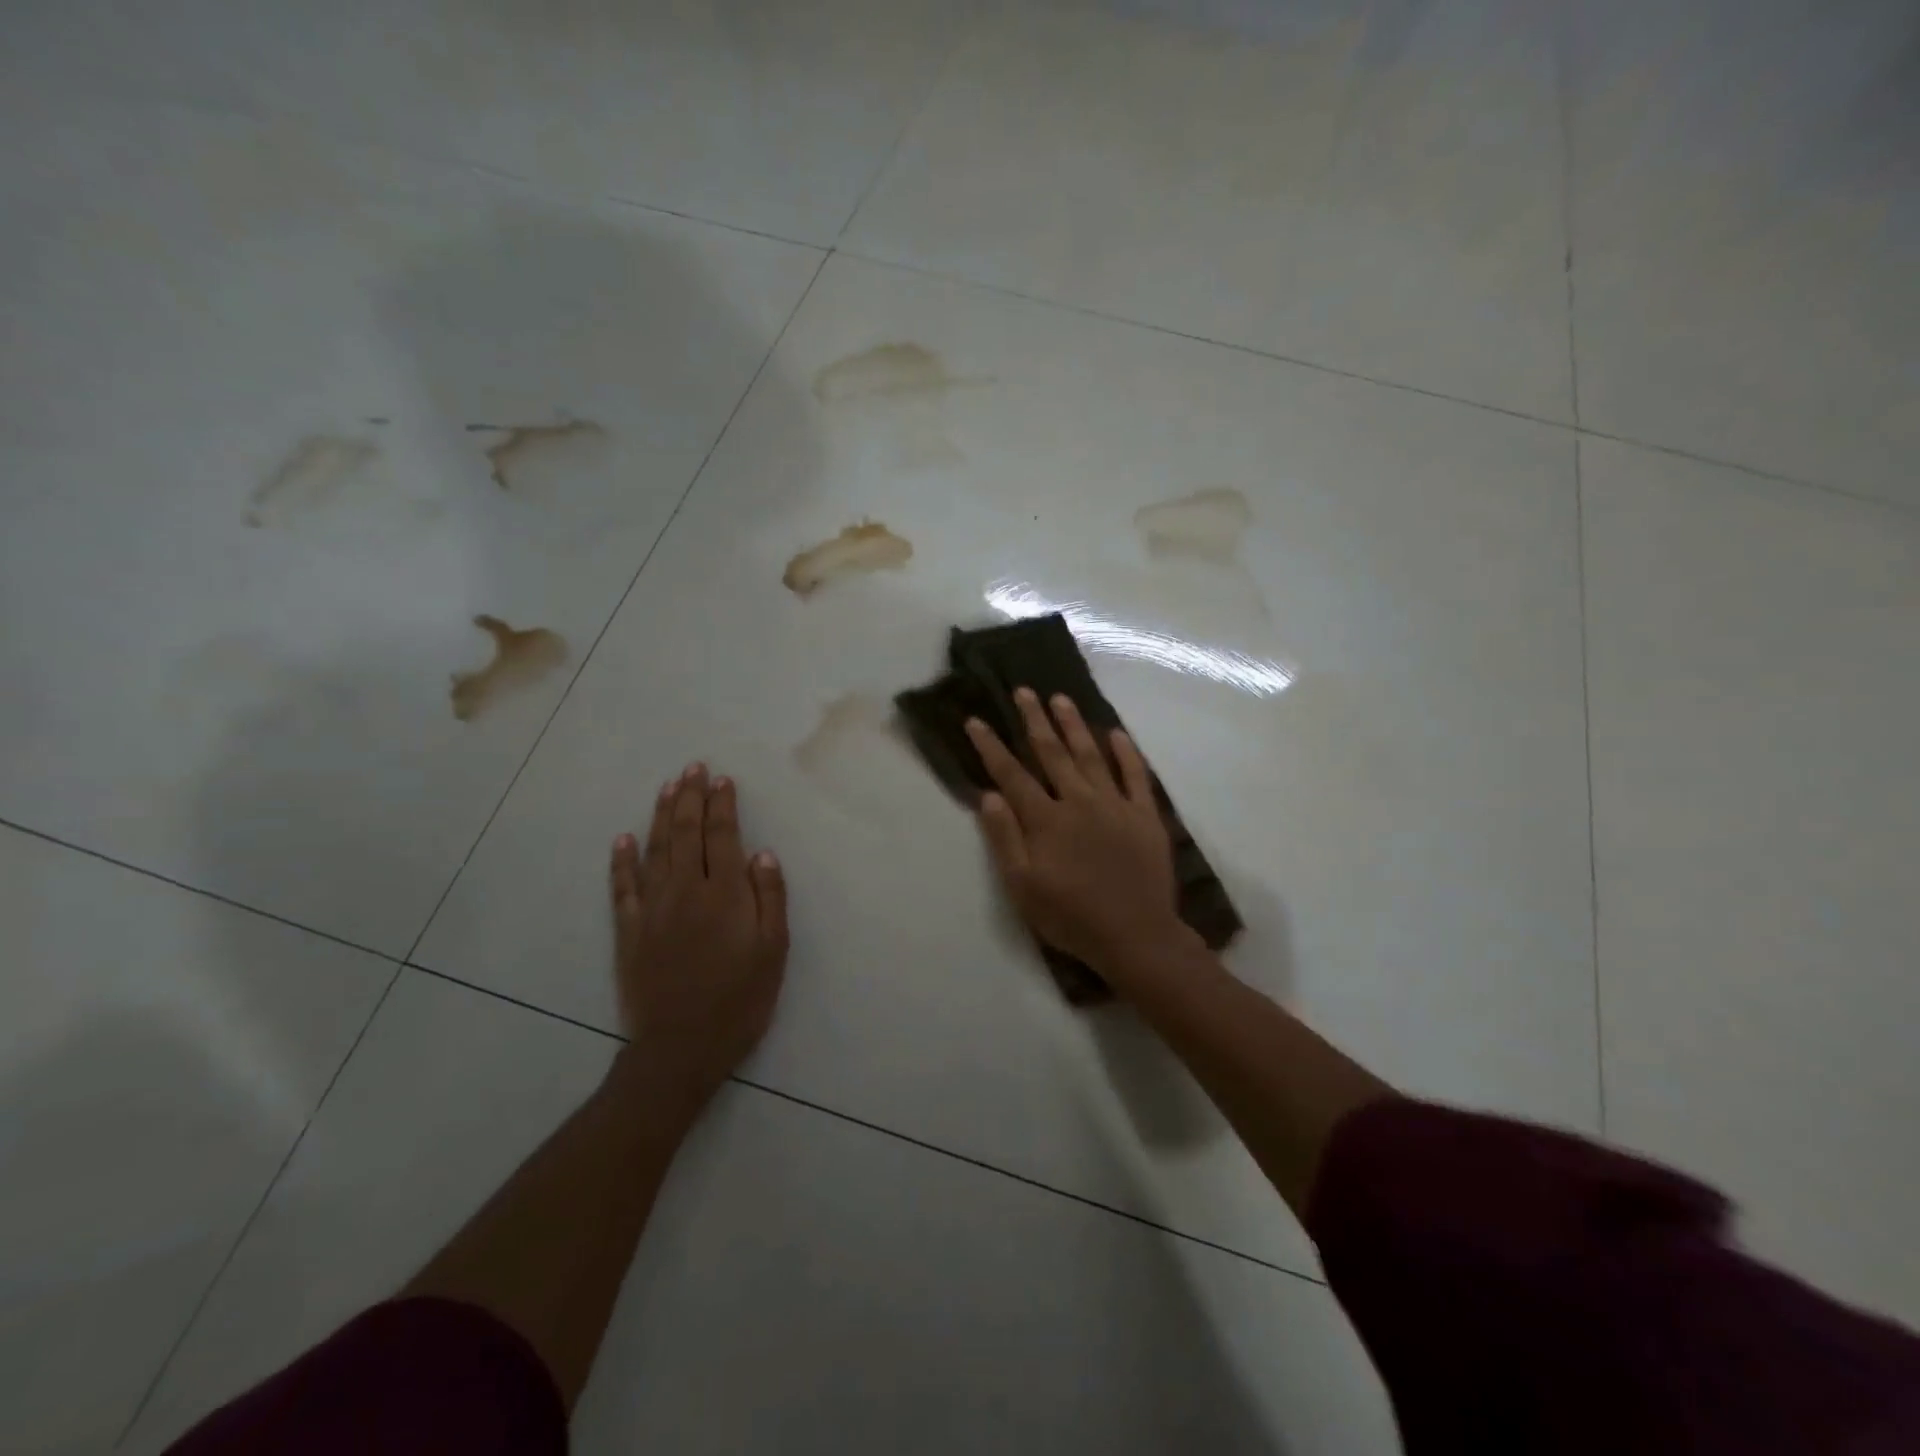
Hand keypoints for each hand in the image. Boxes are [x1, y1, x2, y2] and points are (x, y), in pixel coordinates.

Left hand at [608, 763, 788, 1119]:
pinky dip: (622, 860)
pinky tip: (623, 838)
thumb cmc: (739, 999)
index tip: (722, 779)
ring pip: (655, 849)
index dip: (722, 805)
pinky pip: (622, 886)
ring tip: (667, 787)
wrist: (680, 1048)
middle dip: (690, 797)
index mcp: (725, 894)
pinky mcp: (628, 930)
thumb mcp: (773, 951)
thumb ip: (769, 898)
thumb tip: (762, 853)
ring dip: (661, 815)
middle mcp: (686, 890)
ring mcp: (652, 908)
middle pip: (686, 833)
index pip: (723, 836)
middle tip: (693, 768)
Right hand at [966, 689, 1191, 982]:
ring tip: (1061, 699)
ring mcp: (1115, 805)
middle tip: (1024, 691)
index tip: (976, 720)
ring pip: (1091, 755)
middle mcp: (1079, 801)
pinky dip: (1126, 752)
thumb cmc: (1071, 916)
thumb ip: (1005, 838)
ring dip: (1074, 725)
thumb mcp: (1023, 887)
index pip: (1012, 775)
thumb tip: (989, 795)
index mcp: (1046, 820)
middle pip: (1052, 753)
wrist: (1135, 936)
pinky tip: (1116, 733)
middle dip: (1034, 721)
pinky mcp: (1145, 816)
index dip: (991, 747)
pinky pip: (1136, 776)